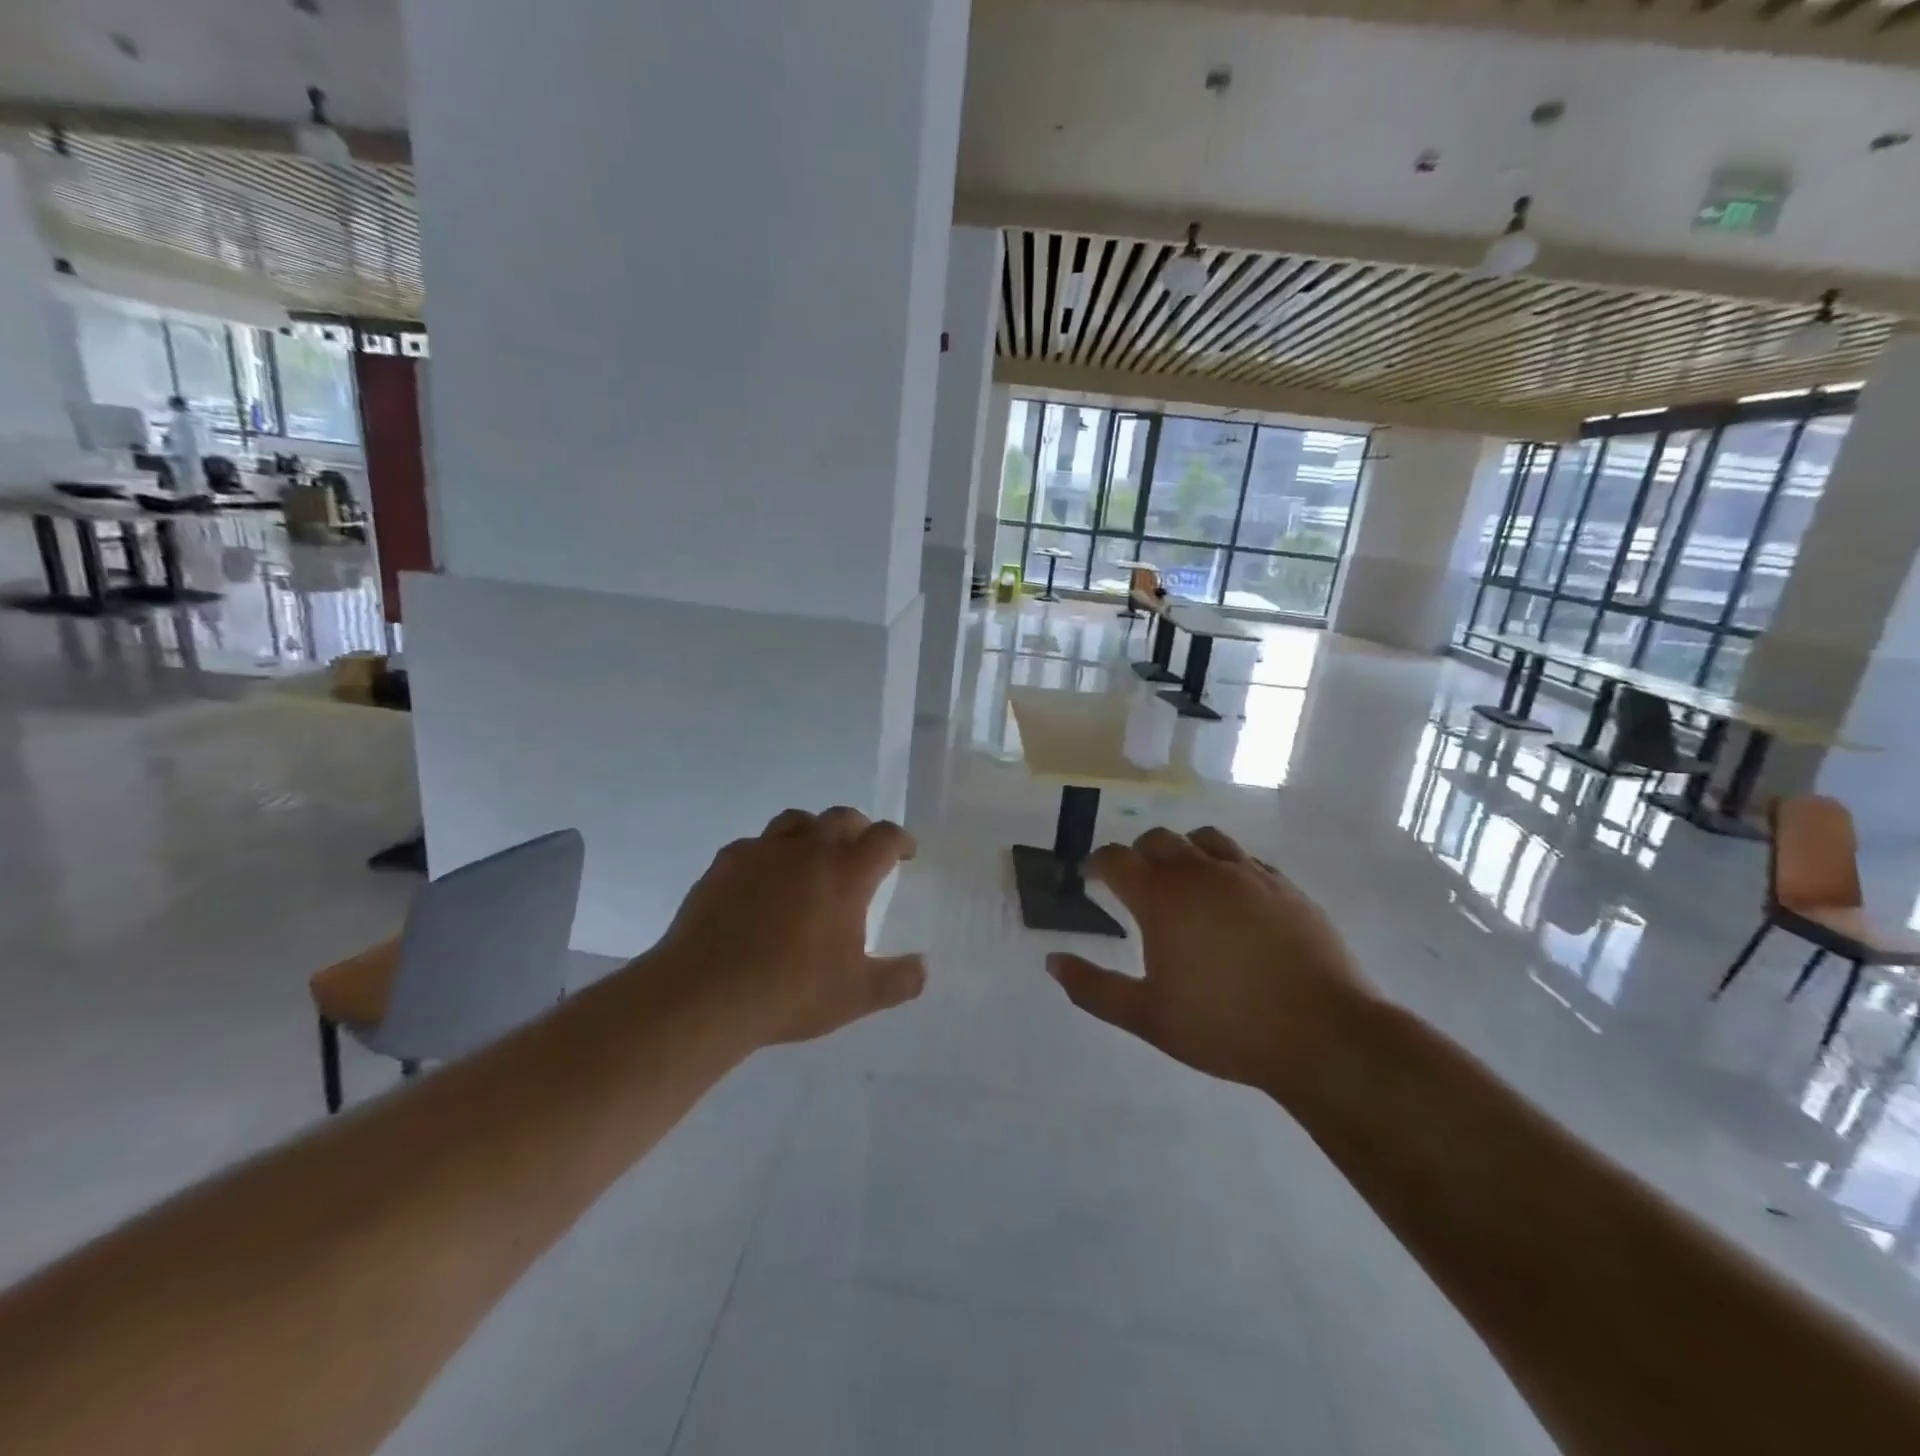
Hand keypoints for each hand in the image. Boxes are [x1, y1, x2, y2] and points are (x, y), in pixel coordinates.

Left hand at [656, 807, 925, 1045]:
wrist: (706, 993)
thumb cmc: (791, 991)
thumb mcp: (857, 996)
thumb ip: (899, 980)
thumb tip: (922, 967)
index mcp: (847, 873)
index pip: (885, 838)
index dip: (901, 841)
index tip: (905, 853)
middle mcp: (808, 849)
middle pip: (842, 817)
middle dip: (860, 829)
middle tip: (862, 852)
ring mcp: (763, 851)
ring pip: (797, 820)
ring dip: (814, 832)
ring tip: (813, 857)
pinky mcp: (725, 863)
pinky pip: (755, 844)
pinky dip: (768, 854)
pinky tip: (763, 880)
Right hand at [1047, 827, 1373, 1093]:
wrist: (1324, 1035)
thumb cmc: (1225, 1026)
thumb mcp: (1147, 1016)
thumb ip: (1094, 988)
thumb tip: (1052, 962)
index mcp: (1163, 897)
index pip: (1117, 860)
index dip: (1097, 864)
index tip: (1091, 876)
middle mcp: (1202, 873)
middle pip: (1159, 841)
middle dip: (1138, 855)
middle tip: (1134, 883)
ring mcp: (1249, 875)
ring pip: (1205, 839)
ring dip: (1184, 852)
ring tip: (1184, 881)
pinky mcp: (1285, 887)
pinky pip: (1246, 859)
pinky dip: (1226, 867)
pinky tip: (1232, 897)